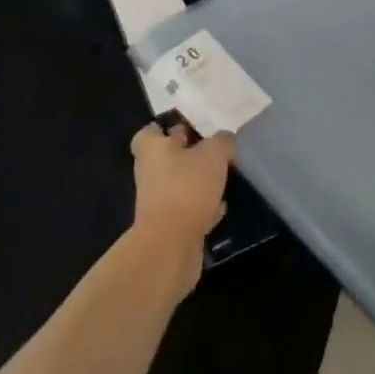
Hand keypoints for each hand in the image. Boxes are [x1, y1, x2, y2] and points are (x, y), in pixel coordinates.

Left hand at [131, 123, 233, 285]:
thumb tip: (225, 140)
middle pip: (167, 158)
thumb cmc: (187, 188)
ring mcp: (158, 203)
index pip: (149, 133)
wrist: (170, 247)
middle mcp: (151, 174)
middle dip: (188, 153)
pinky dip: (203, 206)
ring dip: (197, 181)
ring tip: (223, 175)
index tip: (187, 126)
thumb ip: (222, 141)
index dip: (164, 128)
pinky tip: (221, 205)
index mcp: (153, 150)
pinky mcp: (170, 228)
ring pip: (179, 184)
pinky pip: (188, 209)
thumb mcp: (213, 154)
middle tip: (214, 147)